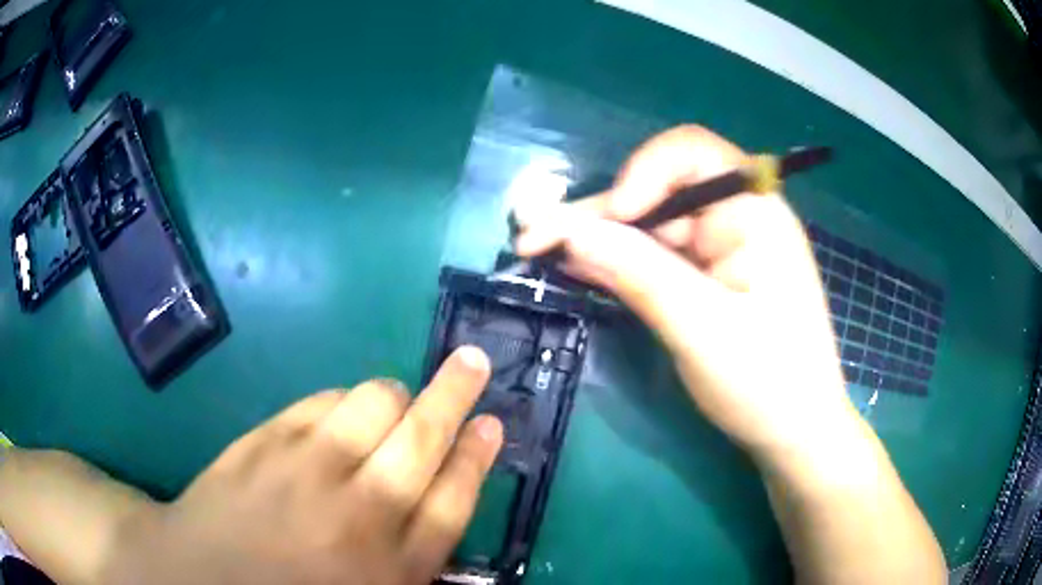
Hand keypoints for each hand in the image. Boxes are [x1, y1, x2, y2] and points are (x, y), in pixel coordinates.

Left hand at [112, 347, 502, 584]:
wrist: (203, 576)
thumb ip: (411, 554)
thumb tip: (440, 496)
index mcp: (392, 567)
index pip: (453, 497)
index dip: (477, 454)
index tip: (493, 423)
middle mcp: (359, 513)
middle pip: (424, 436)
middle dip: (457, 393)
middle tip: (474, 361)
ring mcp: (308, 468)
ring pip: (375, 401)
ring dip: (395, 396)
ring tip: (394, 406)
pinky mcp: (267, 440)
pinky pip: (323, 399)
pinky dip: (343, 400)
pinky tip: (341, 416)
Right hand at [514, 126, 857, 461]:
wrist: (795, 433)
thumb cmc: (766, 383)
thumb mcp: (703, 328)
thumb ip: (639, 273)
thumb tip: (570, 230)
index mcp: (755, 213)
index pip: (693, 153)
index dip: (642, 171)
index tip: (613, 216)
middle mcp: (738, 219)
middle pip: (660, 192)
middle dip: (601, 213)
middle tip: (536, 238)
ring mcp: (722, 250)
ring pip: (652, 227)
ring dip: (600, 239)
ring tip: (540, 249)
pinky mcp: (709, 278)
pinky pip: (659, 258)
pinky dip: (619, 263)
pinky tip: (577, 266)